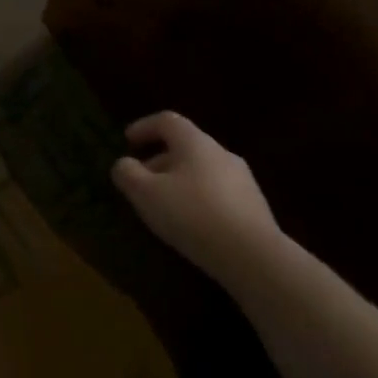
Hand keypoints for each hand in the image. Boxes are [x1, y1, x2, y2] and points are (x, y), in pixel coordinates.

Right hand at [112, 112, 283, 279]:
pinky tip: (191, 224)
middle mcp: (222, 154)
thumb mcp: (146, 193)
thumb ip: (127, 173)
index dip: (144, 127)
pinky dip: (198, 200)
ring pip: (201, 171)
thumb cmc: (192, 214)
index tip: (127, 141)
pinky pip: (217, 193)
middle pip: (185, 147)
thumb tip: (124, 164)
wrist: (253, 256)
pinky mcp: (254, 207)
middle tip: (140, 182)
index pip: (167, 121)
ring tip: (163, 206)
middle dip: (158, 161)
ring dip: (178, 182)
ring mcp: (242, 180)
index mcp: (195, 143)